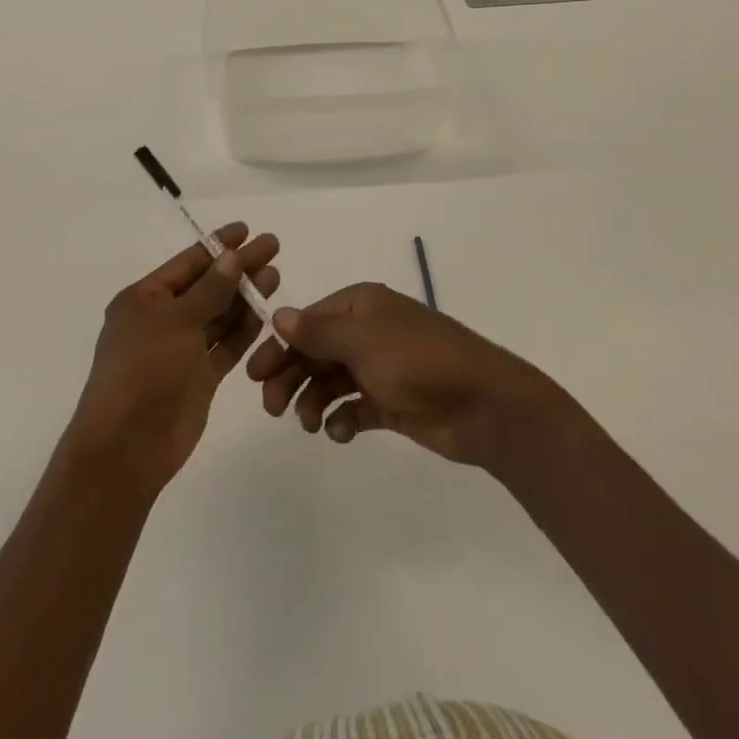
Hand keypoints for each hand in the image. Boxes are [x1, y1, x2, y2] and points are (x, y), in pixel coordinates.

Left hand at [65, 223, 279, 492]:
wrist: (128, 446)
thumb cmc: (144, 370)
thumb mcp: (176, 321)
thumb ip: (210, 290)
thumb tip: (233, 258)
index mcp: (144, 299)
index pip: (187, 263)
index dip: (218, 246)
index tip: (247, 230)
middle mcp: (162, 320)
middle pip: (207, 286)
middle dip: (239, 268)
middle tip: (273, 247)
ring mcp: (181, 350)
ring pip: (219, 315)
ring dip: (245, 296)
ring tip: (275, 276)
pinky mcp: (199, 377)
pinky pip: (225, 345)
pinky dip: (244, 330)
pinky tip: (265, 313)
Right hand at [246, 282, 567, 469]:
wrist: (484, 405)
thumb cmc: (419, 361)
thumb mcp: (364, 340)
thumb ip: (318, 330)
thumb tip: (278, 314)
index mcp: (360, 305)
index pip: (308, 321)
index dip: (280, 345)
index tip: (255, 374)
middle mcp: (367, 331)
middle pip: (316, 351)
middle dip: (292, 376)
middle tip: (273, 408)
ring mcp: (380, 367)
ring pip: (331, 380)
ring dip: (314, 400)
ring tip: (311, 425)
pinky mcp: (391, 400)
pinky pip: (354, 406)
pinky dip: (342, 419)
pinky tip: (341, 433)